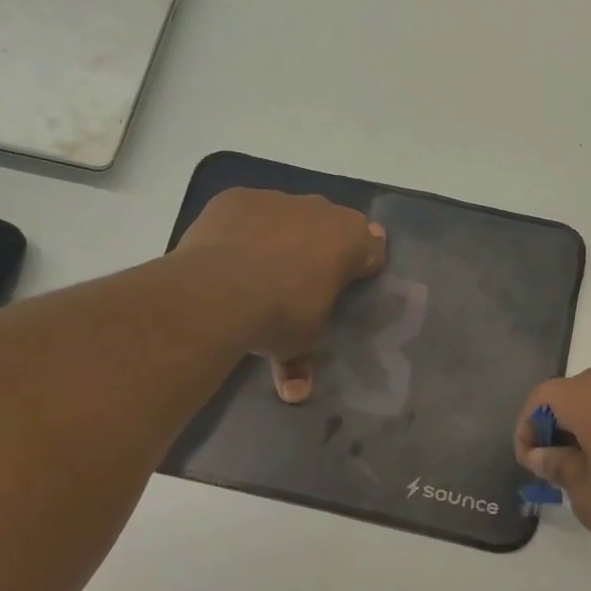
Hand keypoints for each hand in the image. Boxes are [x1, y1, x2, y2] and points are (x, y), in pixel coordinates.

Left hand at [177, 189, 386, 401]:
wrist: (218, 291)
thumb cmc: (280, 316)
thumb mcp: (299, 344)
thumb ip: (302, 362)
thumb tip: (295, 394)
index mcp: (351, 240)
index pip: (371, 248)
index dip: (362, 266)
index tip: (347, 286)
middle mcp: (320, 210)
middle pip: (331, 225)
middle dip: (322, 247)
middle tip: (303, 281)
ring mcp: (277, 199)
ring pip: (288, 214)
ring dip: (282, 235)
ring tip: (259, 270)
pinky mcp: (237, 197)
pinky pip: (248, 212)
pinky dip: (244, 229)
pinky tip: (228, 255)